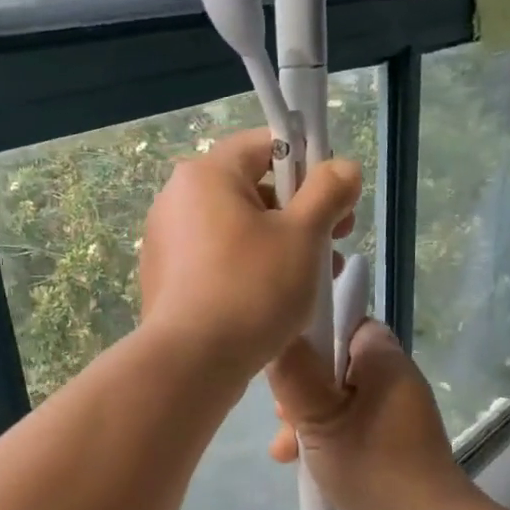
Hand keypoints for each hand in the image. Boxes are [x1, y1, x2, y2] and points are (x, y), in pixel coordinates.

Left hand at [139, 128, 360, 377]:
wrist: (191, 363)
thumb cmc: (252, 289)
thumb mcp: (304, 235)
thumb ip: (329, 192)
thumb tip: (342, 167)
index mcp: (206, 175)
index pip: (266, 145)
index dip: (309, 165)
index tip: (336, 200)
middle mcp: (177, 199)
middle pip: (252, 190)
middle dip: (300, 214)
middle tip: (334, 245)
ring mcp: (166, 242)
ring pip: (238, 231)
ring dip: (281, 246)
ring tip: (314, 281)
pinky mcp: (166, 280)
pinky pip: (217, 261)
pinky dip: (249, 271)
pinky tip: (274, 302)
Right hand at [266, 320, 481, 509]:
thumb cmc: (372, 464)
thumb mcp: (320, 420)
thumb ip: (294, 375)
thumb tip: (277, 336)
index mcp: (382, 359)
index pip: (343, 319)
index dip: (310, 336)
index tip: (286, 365)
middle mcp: (393, 375)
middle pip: (334, 363)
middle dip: (301, 390)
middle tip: (282, 419)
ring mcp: (395, 408)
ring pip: (337, 398)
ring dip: (307, 419)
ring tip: (286, 453)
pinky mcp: (394, 436)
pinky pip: (351, 422)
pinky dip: (327, 436)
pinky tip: (305, 462)